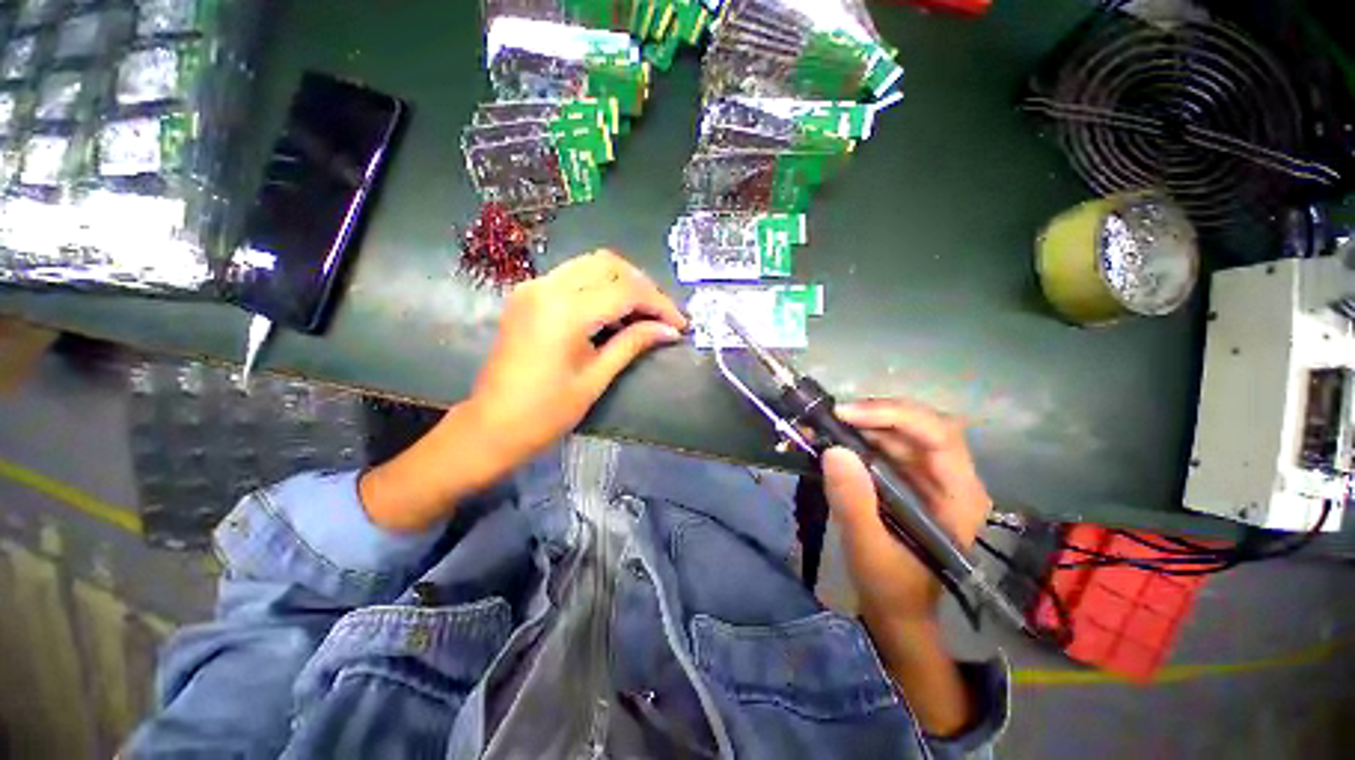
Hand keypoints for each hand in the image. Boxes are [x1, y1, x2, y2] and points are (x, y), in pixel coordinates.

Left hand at [470, 249, 686, 461]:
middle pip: (609, 264)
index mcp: (566, 311)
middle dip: (643, 286)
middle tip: (662, 315)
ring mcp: (533, 287)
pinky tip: (614, 312)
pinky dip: (600, 286)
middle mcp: (547, 287)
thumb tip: (670, 331)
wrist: (492, 426)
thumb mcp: (596, 378)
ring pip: (591, 264)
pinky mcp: (528, 295)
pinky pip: (573, 276)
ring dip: (623, 282)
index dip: (659, 304)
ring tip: (644, 313)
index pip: (626, 291)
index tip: (680, 324)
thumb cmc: (547, 412)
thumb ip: (633, 343)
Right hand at [821, 398, 990, 627]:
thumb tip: (834, 450)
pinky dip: (858, 435)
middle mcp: (950, 477)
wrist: (895, 608)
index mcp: (959, 495)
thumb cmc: (890, 586)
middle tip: (832, 416)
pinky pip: (886, 443)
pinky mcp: (908, 477)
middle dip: (875, 414)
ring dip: (863, 422)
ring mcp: (929, 475)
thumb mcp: (868, 548)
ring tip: (826, 425)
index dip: (893, 415)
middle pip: (920, 425)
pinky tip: (834, 437)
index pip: (938, 435)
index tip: (846, 415)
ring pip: (901, 430)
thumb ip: (853, 503)